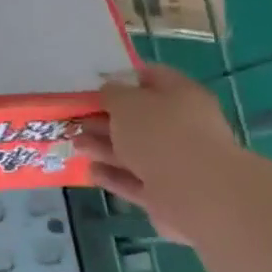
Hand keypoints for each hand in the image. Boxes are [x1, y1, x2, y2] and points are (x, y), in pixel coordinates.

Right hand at [75, 65, 244, 242]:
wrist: (196, 193)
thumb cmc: (160, 135)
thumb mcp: (127, 103)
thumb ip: (112, 94)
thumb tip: (108, 91)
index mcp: (181, 95)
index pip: (152, 77)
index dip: (123, 79)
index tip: (95, 85)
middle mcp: (182, 126)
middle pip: (140, 118)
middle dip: (106, 119)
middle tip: (77, 120)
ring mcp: (176, 162)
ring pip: (134, 151)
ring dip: (104, 147)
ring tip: (76, 144)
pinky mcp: (166, 193)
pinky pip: (134, 180)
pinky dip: (113, 175)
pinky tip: (91, 171)